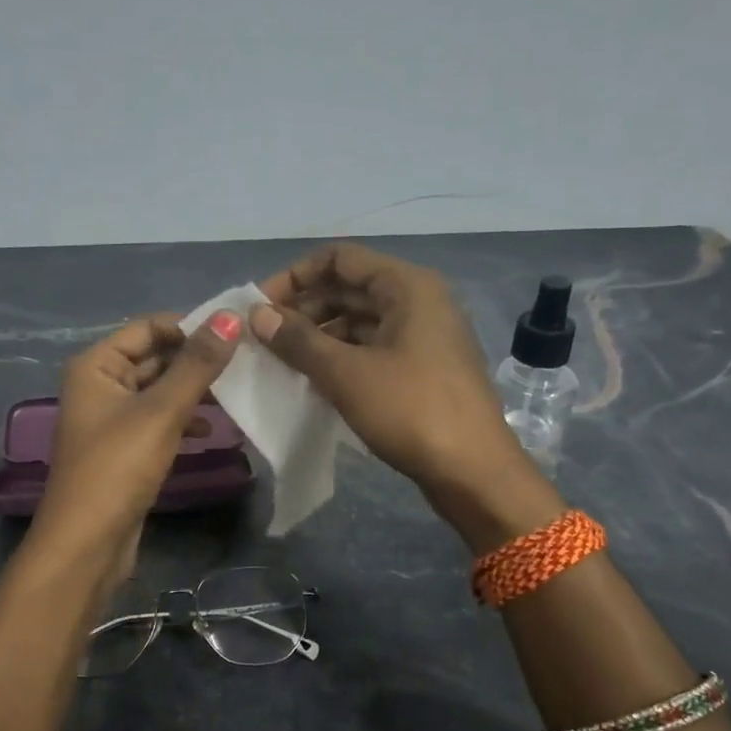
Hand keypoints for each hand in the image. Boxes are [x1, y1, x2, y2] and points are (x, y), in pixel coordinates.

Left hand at [28, 310, 242, 585]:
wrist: (87, 544)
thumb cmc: (119, 467)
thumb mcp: (162, 411)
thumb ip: (198, 364)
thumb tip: (231, 316)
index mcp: (96, 365)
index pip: (149, 328)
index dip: (191, 326)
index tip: (238, 332)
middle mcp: (99, 384)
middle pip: (154, 358)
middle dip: (196, 359)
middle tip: (248, 360)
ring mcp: (111, 419)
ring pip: (160, 390)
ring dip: (194, 390)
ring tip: (237, 391)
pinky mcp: (125, 448)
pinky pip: (159, 419)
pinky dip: (184, 419)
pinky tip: (212, 429)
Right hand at [250, 242, 563, 546]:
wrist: (473, 472)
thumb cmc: (411, 410)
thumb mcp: (346, 374)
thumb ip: (298, 340)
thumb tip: (257, 315)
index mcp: (407, 286)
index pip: (339, 259)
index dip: (295, 276)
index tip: (260, 307)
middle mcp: (418, 301)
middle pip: (349, 288)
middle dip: (303, 308)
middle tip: (263, 337)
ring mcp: (424, 336)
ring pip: (360, 321)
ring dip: (319, 335)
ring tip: (281, 360)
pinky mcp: (423, 368)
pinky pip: (372, 348)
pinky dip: (341, 356)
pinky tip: (312, 379)